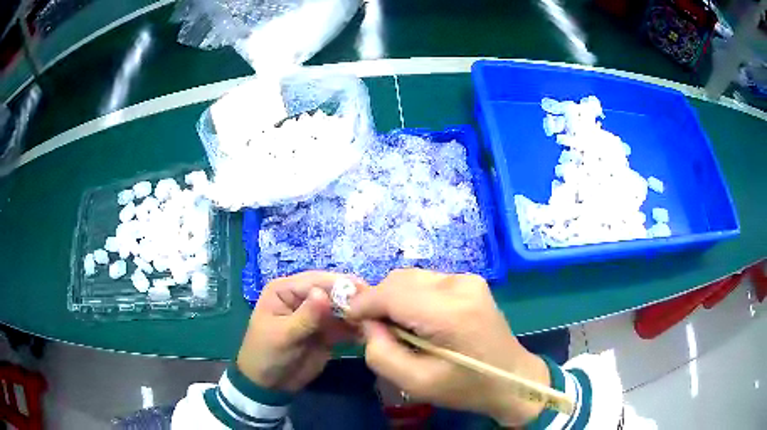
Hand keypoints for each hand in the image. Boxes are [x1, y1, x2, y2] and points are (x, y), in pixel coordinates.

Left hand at [236, 271, 363, 391]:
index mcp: (285, 290)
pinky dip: (357, 328)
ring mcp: (317, 314)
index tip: (364, 291)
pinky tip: (370, 332)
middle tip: (375, 306)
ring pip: (342, 308)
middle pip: (332, 291)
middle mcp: (302, 297)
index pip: (315, 281)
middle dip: (352, 298)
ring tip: (376, 320)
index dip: (339, 284)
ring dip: (358, 313)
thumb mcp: (283, 335)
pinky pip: (345, 325)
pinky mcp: (327, 331)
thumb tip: (324, 294)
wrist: (269, 385)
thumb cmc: (267, 354)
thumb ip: (306, 317)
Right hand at [348, 269, 549, 426]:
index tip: (349, 319)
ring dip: (395, 298)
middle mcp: (459, 285)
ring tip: (399, 328)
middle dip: (378, 301)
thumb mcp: (415, 383)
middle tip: (375, 330)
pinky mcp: (470, 281)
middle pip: (399, 280)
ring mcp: (468, 279)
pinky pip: (427, 281)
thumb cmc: (465, 387)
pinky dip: (412, 297)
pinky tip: (419, 320)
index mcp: (449, 313)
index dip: (363, 303)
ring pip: (411, 278)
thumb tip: (368, 323)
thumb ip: (380, 353)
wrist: (512, 378)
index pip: (391, 293)